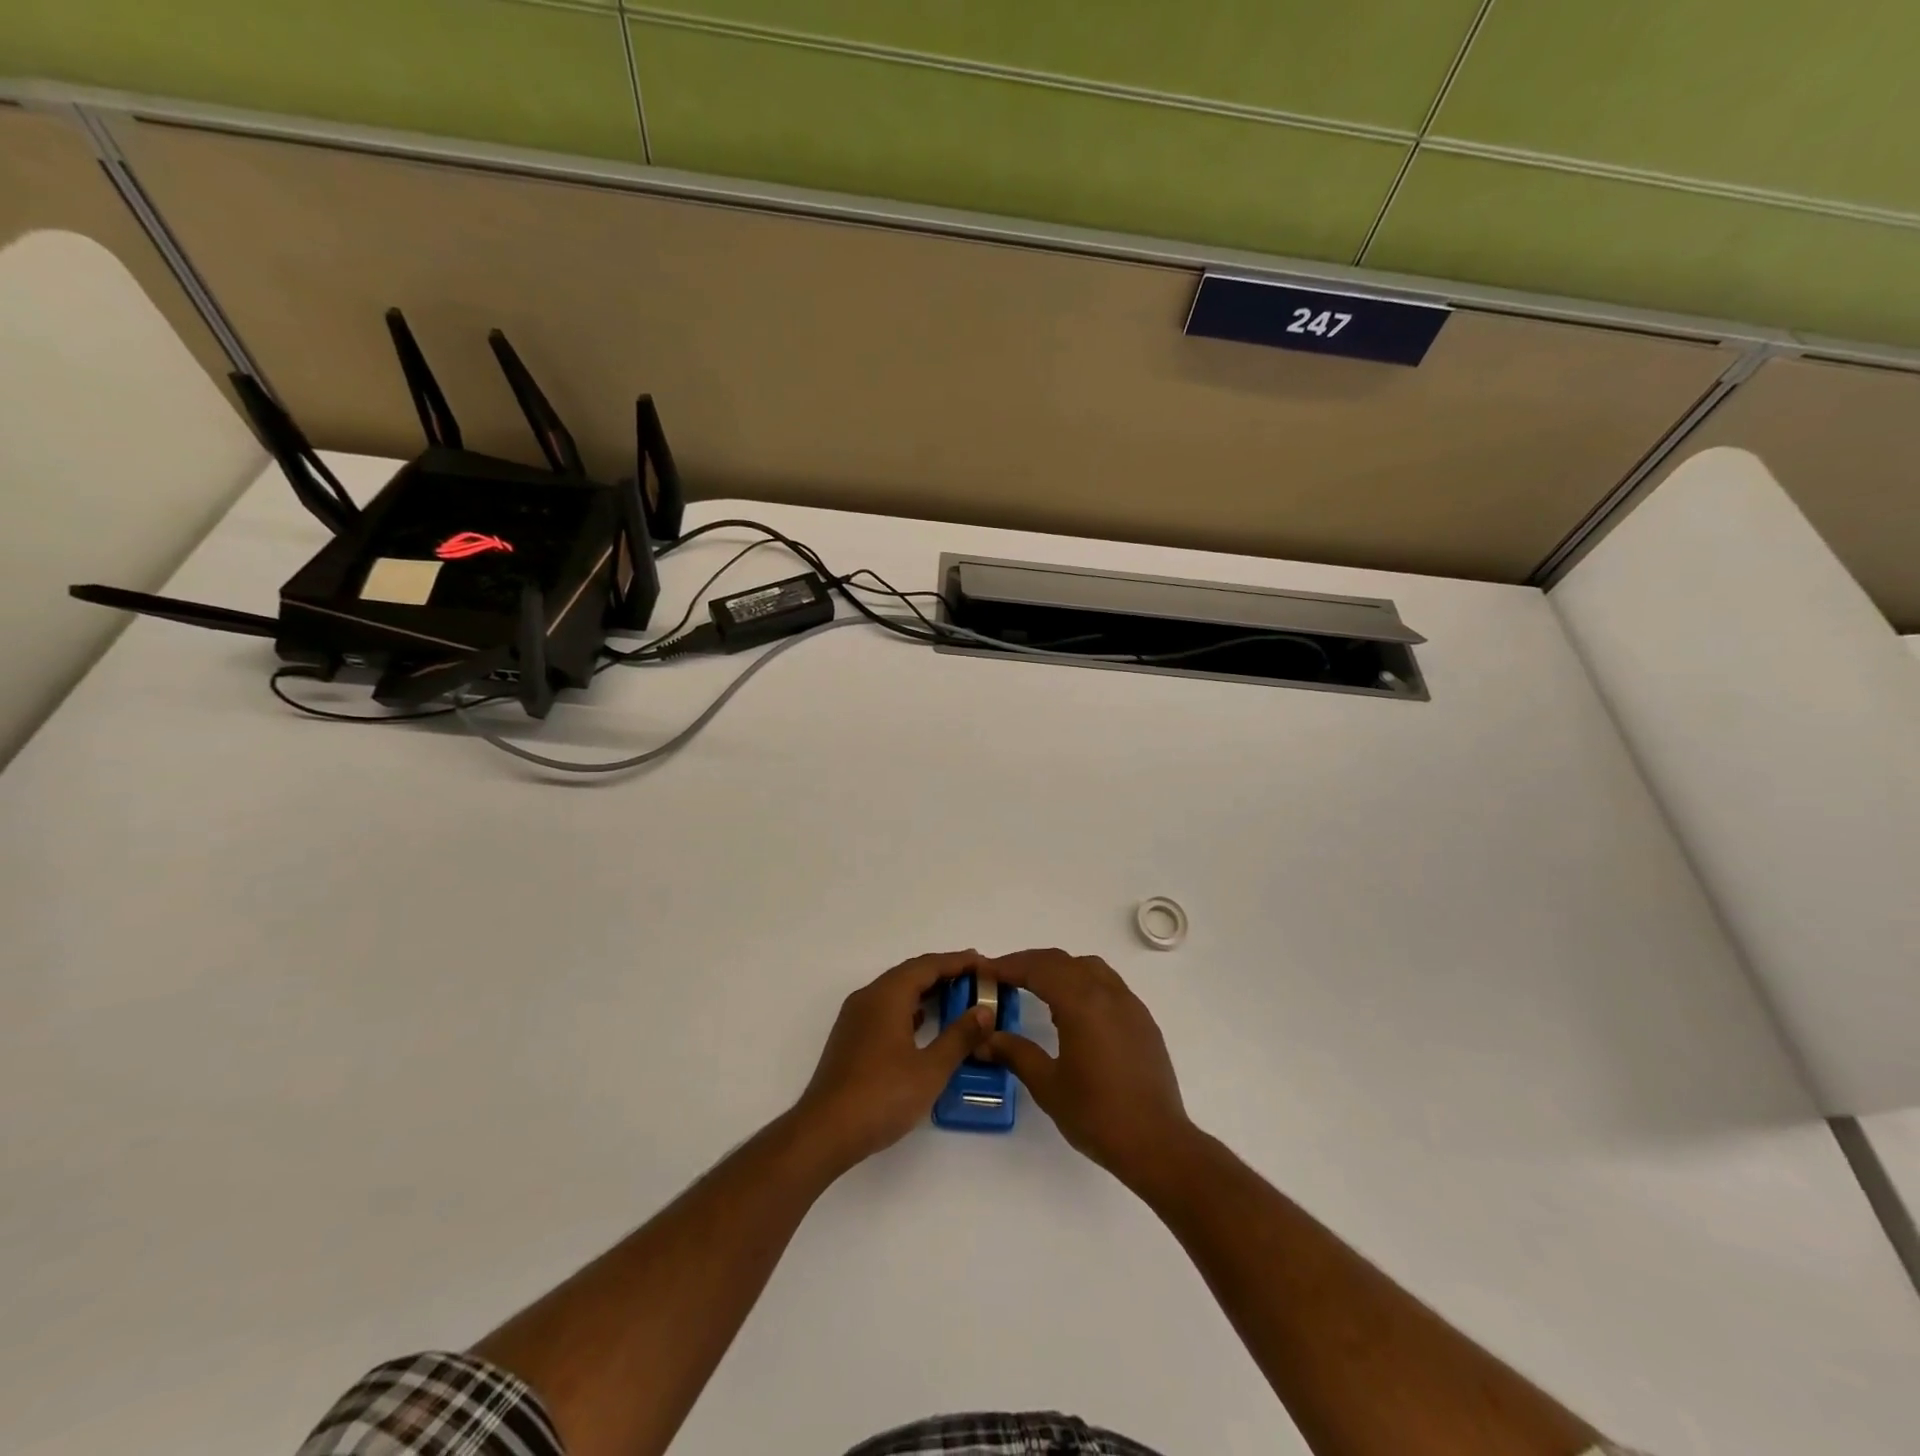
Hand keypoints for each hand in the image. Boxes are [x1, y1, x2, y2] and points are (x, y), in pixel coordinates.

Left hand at [793, 951, 993, 1173]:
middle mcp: (869, 997)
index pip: (928, 965)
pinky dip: (910, 1007)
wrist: (825, 1131)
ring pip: (896, 990)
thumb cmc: (881, 1096)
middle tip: (976, 977)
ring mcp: (856, 1017)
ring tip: (957, 996)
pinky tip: (924, 1022)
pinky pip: (886, 1008)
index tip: (984, 963)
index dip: (958, 962)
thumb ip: (959, 1037)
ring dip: (926, 989)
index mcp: (887, 996)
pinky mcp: (851, 1037)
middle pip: (911, 973)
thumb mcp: (930, 1069)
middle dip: (944, 972)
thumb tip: (983, 1011)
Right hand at [984, 949, 1194, 1192]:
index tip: (984, 970)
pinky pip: (1108, 984)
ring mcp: (1129, 1005)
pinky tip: (1072, 1012)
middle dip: (1030, 963)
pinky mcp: (1142, 1020)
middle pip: (1062, 961)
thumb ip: (1015, 1053)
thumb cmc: (1097, 1115)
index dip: (1009, 965)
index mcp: (1082, 1003)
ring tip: (1036, 989)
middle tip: (1002, 976)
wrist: (1157, 1143)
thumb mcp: (1047, 1085)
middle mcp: (1107, 993)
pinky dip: (1082, 983)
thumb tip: (985, 1038)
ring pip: (1089, 967)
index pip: (1039, 969)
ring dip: (1059, 969)